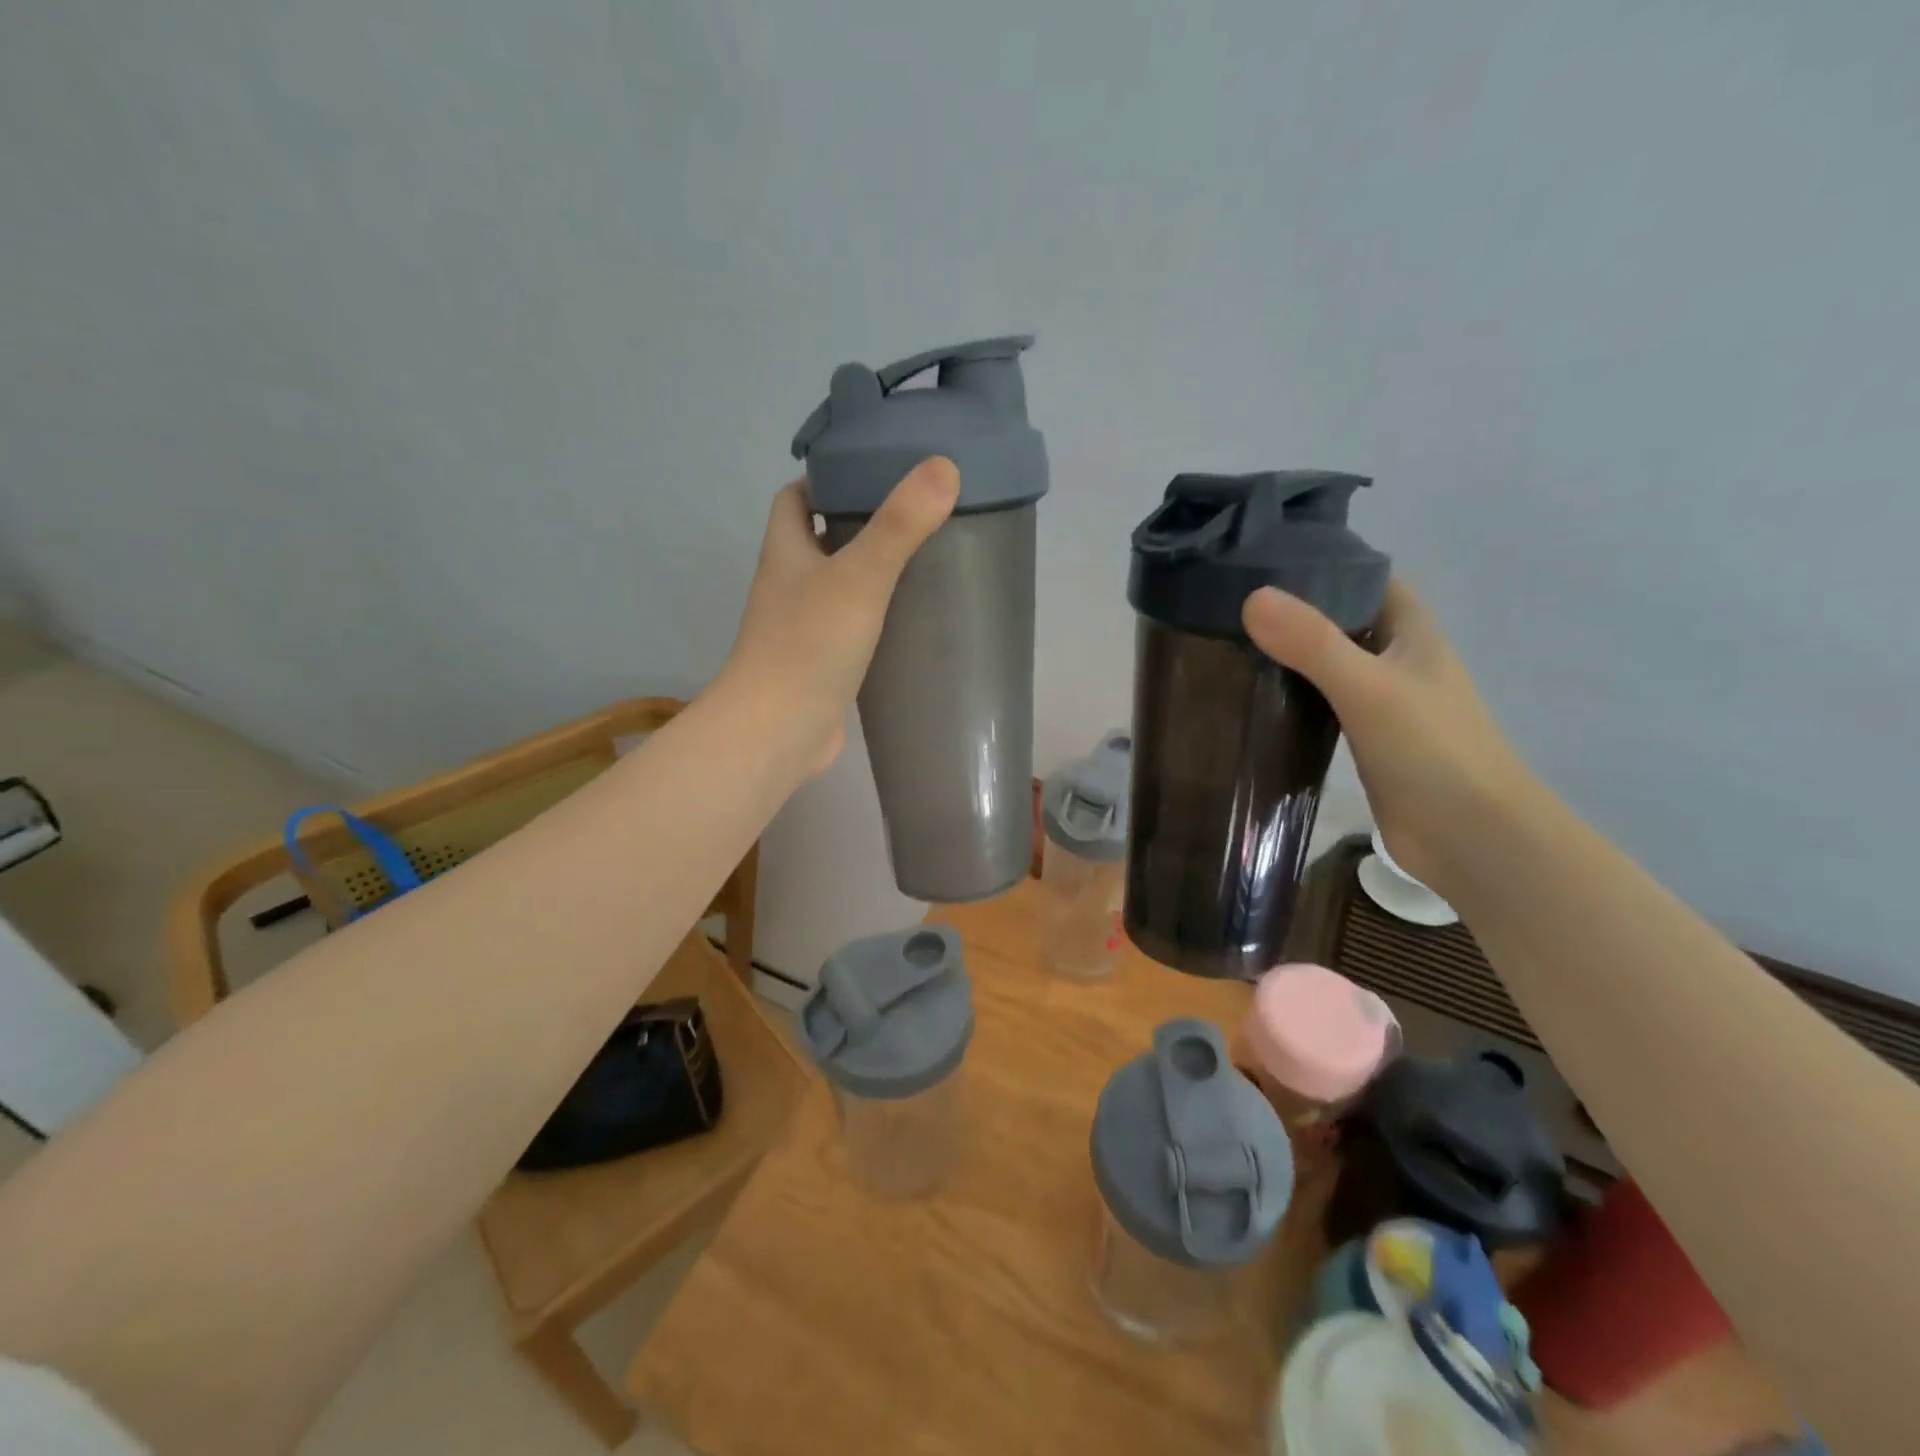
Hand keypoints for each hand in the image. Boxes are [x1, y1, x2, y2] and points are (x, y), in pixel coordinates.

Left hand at [719, 457, 959, 776]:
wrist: (778, 731)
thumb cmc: (809, 645)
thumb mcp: (859, 575)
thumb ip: (900, 525)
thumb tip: (945, 466)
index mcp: (786, 551)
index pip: (794, 497)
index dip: (826, 478)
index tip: (874, 472)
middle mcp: (789, 584)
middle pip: (820, 538)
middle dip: (860, 523)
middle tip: (915, 514)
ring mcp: (804, 628)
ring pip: (839, 586)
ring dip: (872, 573)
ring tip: (925, 559)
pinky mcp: (823, 664)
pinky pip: (851, 628)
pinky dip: (877, 619)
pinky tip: (913, 620)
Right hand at [1242, 578, 1534, 893]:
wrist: (1471, 836)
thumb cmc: (1432, 749)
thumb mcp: (1368, 687)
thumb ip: (1312, 643)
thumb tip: (1251, 597)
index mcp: (1410, 631)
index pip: (1365, 578)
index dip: (1322, 564)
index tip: (1260, 562)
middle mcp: (1395, 659)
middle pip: (1339, 619)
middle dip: (1292, 611)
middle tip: (1226, 605)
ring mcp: (1380, 701)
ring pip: (1326, 663)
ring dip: (1287, 655)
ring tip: (1226, 645)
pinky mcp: (1363, 739)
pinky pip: (1320, 703)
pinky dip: (1291, 696)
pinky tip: (1253, 699)